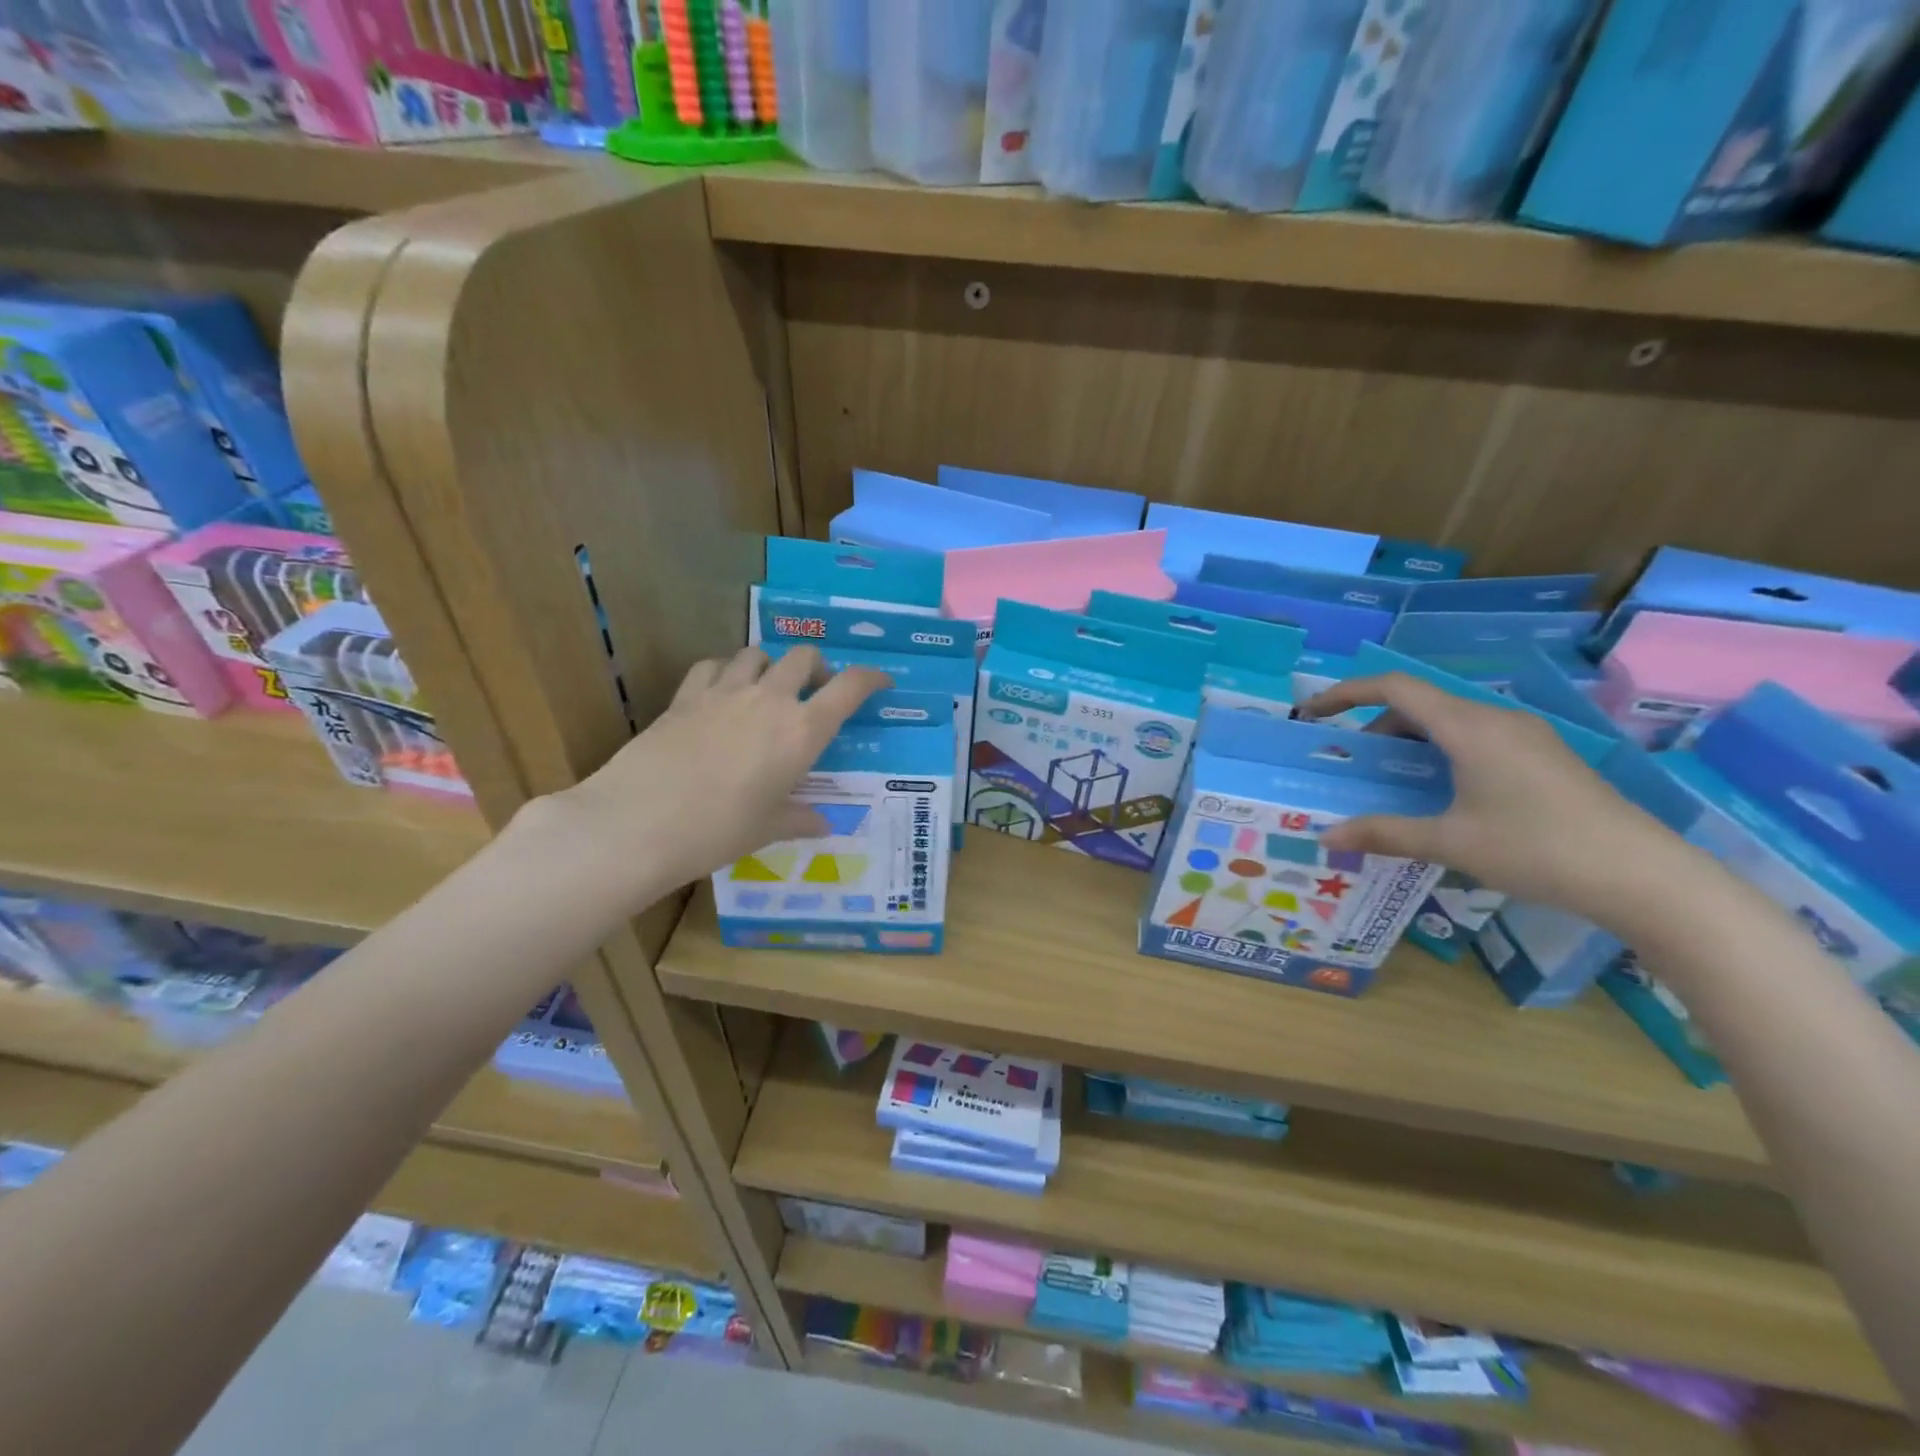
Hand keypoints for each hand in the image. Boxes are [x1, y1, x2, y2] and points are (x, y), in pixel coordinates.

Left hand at [535, 647, 891, 907]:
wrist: (639, 822)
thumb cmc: (718, 831)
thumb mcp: (767, 828)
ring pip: (757, 653)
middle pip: (804, 657)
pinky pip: (713, 666)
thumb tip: (824, 823)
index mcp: (802, 731)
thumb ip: (799, 818)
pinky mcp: (685, 696)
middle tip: (815, 692)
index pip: (850, 688)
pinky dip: (726, 671)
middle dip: (818, 668)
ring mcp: (724, 692)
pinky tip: (722, 691)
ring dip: (771, 664)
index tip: (881, 682)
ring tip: (768, 688)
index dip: (871, 678)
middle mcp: (769, 700)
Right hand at [1298, 673, 1687, 924]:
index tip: (1314, 713)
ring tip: (1392, 780)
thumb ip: (1384, 833)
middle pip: (1420, 703)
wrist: (1645, 877)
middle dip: (1376, 726)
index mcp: (1469, 727)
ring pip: (1450, 721)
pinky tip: (1442, 792)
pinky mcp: (1545, 757)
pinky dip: (1441, 751)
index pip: (1394, 688)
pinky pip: (1476, 737)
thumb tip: (1325, 836)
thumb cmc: (1537, 849)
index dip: (1346, 693)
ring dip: (1410, 741)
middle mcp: (1497, 719)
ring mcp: (1527, 736)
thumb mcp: (1450, 842)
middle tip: (1352, 764)